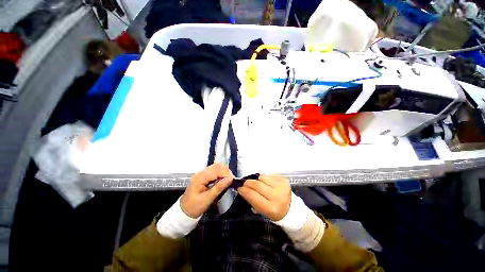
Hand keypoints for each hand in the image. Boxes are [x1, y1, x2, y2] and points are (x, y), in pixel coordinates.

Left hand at [180, 163, 233, 217]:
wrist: (184, 212)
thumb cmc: (195, 207)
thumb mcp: (207, 199)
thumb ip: (219, 188)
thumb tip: (230, 179)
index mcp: (199, 178)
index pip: (216, 170)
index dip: (225, 173)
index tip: (232, 180)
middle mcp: (200, 173)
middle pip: (216, 166)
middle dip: (226, 171)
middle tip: (231, 180)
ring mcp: (202, 173)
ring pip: (216, 167)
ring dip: (224, 172)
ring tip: (228, 180)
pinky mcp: (204, 176)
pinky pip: (214, 171)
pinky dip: (221, 174)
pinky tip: (223, 180)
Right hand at [238, 174, 290, 220]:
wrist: (291, 208)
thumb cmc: (274, 211)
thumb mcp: (262, 211)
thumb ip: (252, 200)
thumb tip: (243, 189)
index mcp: (271, 208)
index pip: (253, 196)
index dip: (244, 191)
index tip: (239, 188)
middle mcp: (277, 196)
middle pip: (257, 184)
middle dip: (248, 183)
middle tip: (245, 183)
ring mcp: (282, 186)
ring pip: (262, 177)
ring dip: (257, 179)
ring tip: (258, 184)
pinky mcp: (284, 179)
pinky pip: (269, 175)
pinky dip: (265, 178)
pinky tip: (266, 182)